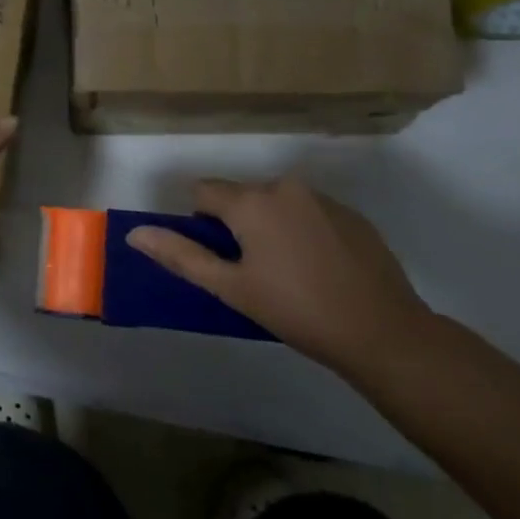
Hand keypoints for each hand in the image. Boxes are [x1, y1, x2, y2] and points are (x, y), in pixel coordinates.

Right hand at [125, 178, 429, 373]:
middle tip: (254, 273)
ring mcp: (323, 198)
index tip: (220, 259)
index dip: (202, 224)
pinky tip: (321, 270)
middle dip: (238, 226)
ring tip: (290, 274)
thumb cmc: (296, 311)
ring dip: (271, 227)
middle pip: (242, 197)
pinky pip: (310, 212)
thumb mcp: (231, 288)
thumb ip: (182, 256)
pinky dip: (304, 232)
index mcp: (251, 201)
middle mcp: (285, 186)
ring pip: (277, 204)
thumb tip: (136, 234)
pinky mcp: (352, 214)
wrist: (383, 332)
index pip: (204, 192)